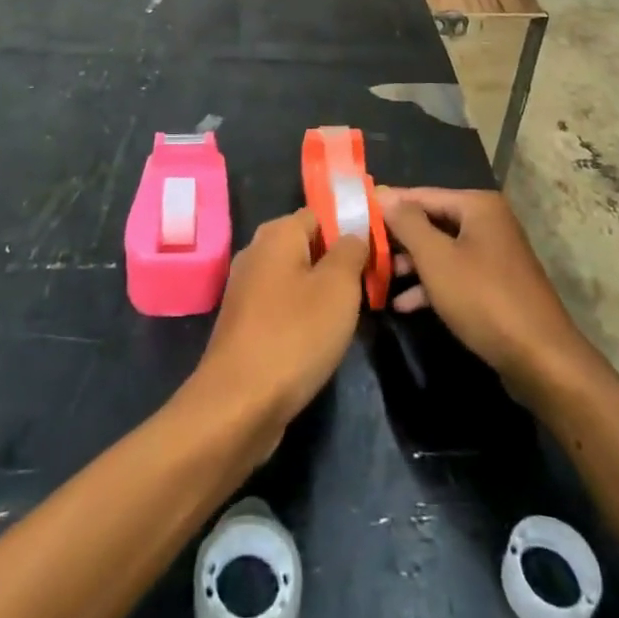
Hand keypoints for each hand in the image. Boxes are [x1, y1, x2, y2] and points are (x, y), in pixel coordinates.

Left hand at [185, 210, 366, 455]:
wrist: (239, 404)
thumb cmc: (295, 334)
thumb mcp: (339, 287)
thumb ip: (351, 251)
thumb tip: (354, 234)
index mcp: (277, 233)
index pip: (322, 213)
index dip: (352, 227)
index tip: (379, 251)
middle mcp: (256, 252)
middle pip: (308, 244)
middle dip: (339, 262)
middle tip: (370, 284)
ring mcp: (246, 288)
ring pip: (296, 277)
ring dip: (322, 291)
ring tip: (352, 313)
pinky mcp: (244, 323)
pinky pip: (282, 305)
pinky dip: (303, 315)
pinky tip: (321, 338)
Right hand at [377, 187, 593, 396]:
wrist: (542, 360)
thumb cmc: (484, 299)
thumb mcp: (436, 259)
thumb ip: (407, 223)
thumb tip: (382, 194)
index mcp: (477, 206)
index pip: (421, 195)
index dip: (387, 205)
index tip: (354, 214)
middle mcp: (488, 222)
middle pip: (431, 221)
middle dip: (398, 239)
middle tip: (362, 250)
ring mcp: (494, 254)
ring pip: (441, 250)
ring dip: (410, 265)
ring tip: (377, 279)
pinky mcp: (495, 285)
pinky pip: (455, 274)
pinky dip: (430, 285)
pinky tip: (403, 304)